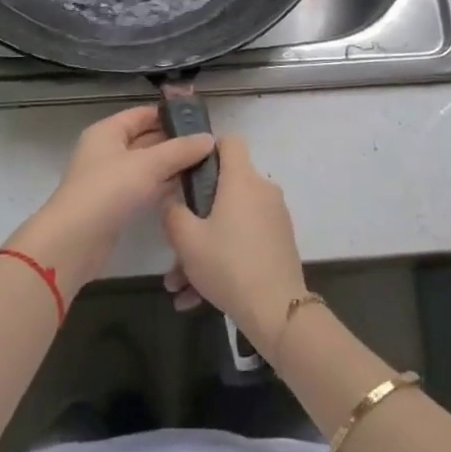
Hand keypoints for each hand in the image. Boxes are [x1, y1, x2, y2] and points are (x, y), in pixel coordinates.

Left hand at [6, 105, 214, 298]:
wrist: (74, 241)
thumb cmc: (108, 191)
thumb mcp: (147, 165)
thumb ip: (180, 150)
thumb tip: (209, 138)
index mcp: (107, 132)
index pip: (143, 114)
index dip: (170, 115)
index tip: (201, 121)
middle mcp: (108, 151)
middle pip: (146, 139)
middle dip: (176, 142)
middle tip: (210, 146)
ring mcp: (111, 179)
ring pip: (148, 166)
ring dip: (173, 165)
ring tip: (207, 165)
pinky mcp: (117, 204)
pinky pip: (145, 187)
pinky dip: (164, 186)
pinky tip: (188, 189)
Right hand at [161, 135, 306, 360]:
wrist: (277, 310)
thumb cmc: (228, 264)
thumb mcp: (186, 240)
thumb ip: (172, 212)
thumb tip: (171, 198)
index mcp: (241, 180)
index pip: (230, 141)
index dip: (208, 148)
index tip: (188, 169)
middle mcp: (262, 191)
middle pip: (225, 189)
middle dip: (196, 215)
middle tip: (175, 242)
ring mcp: (274, 217)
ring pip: (230, 222)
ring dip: (203, 247)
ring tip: (178, 285)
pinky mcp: (279, 242)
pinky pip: (244, 241)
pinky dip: (222, 259)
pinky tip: (196, 298)